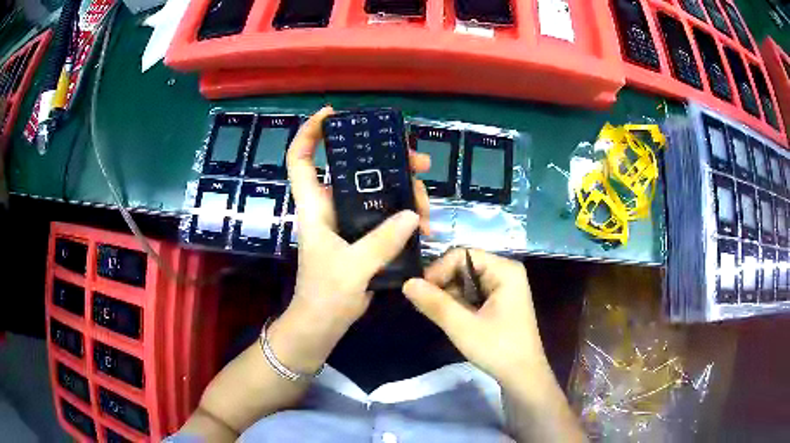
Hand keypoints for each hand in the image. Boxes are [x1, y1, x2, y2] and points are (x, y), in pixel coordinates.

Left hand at [275, 106, 431, 370]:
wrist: (323, 324)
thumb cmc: (325, 295)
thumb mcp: (352, 268)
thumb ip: (381, 242)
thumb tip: (413, 215)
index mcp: (315, 206)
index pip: (302, 159)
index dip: (310, 133)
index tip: (332, 114)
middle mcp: (331, 206)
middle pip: (356, 169)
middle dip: (387, 159)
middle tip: (419, 161)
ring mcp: (349, 221)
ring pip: (377, 191)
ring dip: (405, 192)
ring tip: (428, 207)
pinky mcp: (364, 236)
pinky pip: (387, 214)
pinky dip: (406, 216)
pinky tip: (425, 225)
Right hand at [402, 249, 547, 386]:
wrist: (523, 377)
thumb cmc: (498, 349)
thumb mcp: (463, 327)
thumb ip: (435, 303)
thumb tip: (406, 283)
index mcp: (504, 270)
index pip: (462, 255)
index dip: (439, 270)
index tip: (422, 293)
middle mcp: (506, 272)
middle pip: (464, 266)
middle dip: (443, 284)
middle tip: (428, 306)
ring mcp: (504, 288)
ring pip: (466, 281)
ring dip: (449, 295)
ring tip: (438, 314)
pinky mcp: (500, 302)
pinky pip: (473, 293)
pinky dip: (459, 303)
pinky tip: (451, 318)